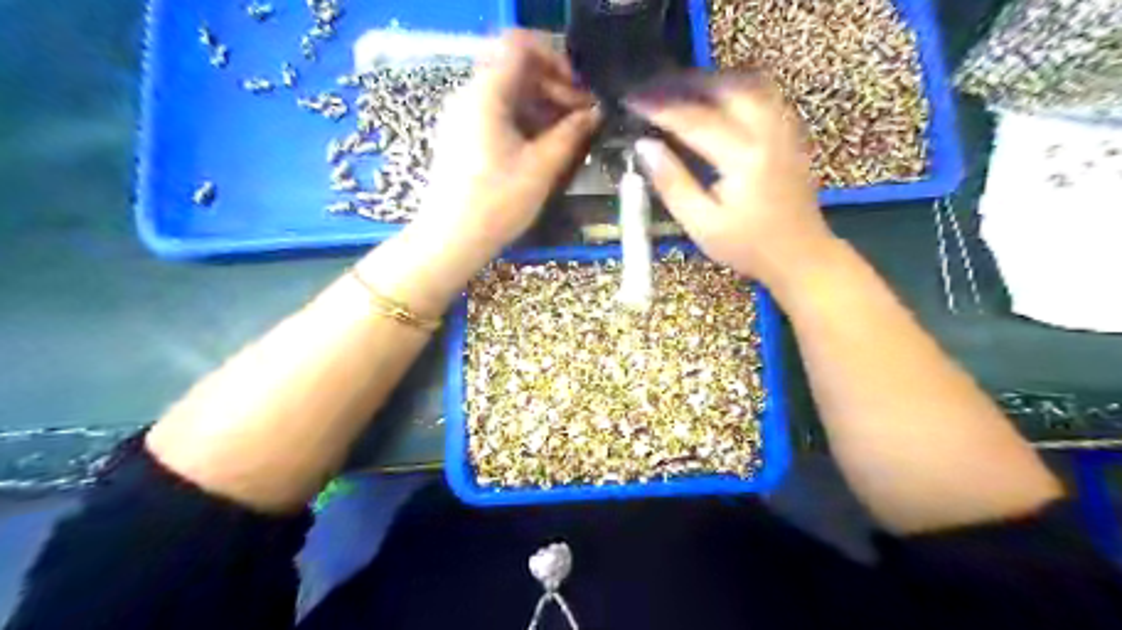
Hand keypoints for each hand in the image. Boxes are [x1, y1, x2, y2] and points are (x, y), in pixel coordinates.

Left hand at [411, 29, 601, 254]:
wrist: (450, 239)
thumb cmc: (497, 202)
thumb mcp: (541, 167)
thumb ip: (571, 133)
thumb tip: (594, 113)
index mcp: (487, 93)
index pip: (521, 46)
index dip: (556, 59)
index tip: (579, 89)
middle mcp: (470, 95)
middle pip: (516, 69)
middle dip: (554, 86)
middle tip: (582, 116)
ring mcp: (463, 116)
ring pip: (508, 93)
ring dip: (542, 105)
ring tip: (569, 134)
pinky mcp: (462, 137)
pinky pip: (497, 113)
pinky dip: (524, 120)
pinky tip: (543, 146)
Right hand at [628, 74, 837, 287]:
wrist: (800, 254)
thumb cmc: (747, 246)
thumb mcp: (702, 225)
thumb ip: (673, 183)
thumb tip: (644, 146)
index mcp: (744, 157)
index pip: (694, 119)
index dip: (658, 106)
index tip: (629, 99)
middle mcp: (768, 130)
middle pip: (723, 86)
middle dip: (681, 82)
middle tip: (649, 88)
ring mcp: (784, 126)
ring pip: (745, 80)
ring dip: (707, 78)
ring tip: (676, 87)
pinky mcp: (789, 129)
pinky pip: (761, 90)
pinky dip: (731, 85)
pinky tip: (713, 96)